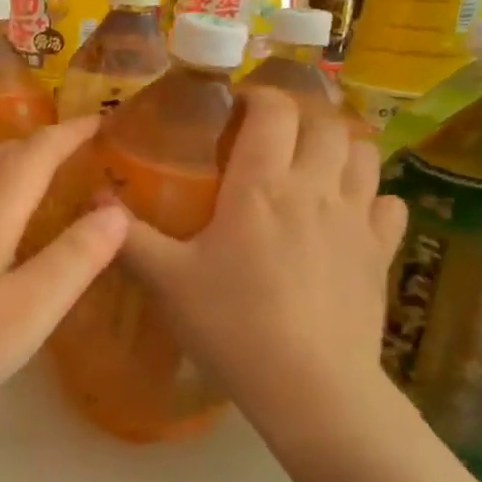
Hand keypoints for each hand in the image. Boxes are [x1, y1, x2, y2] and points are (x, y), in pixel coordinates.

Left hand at [0, 118, 128, 434]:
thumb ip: (75, 258)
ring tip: (32, 168)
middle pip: (0, 153)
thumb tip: (116, 211)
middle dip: (41, 143)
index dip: (69, 134)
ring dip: (7, 158)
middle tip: (75, 149)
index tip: (99, 122)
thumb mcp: (29, 310)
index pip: (35, 154)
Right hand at [116, 88, 407, 420]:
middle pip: (324, 123)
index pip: (272, 110)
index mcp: (262, 186)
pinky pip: (389, 204)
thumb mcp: (168, 282)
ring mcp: (356, 219)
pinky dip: (372, 196)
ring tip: (312, 165)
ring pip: (364, 154)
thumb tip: (93, 198)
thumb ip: (130, 237)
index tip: (235, 105)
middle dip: (299, 117)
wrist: (311, 386)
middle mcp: (316, 188)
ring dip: (339, 148)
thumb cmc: (233, 326)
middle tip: (270, 136)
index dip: (257, 95)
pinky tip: (350, 213)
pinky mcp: (381, 253)